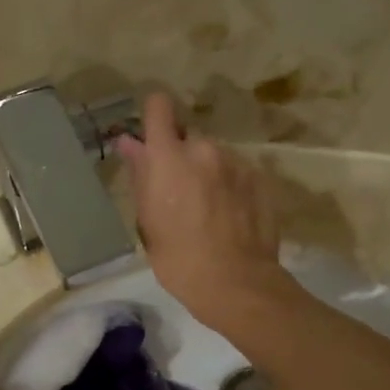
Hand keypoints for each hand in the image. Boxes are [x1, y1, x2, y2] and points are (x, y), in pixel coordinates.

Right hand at [114, 94, 293, 332]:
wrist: (236, 283)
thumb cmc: (179, 260)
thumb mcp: (148, 222)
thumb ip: (140, 176)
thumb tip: (129, 144)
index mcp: (169, 157)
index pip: (159, 106)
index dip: (154, 117)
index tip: (152, 138)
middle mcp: (205, 149)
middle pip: (189, 137)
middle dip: (181, 156)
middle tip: (179, 192)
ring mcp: (237, 162)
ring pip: (215, 155)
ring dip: (208, 172)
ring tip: (208, 209)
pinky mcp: (260, 179)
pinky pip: (237, 172)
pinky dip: (230, 186)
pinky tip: (230, 216)